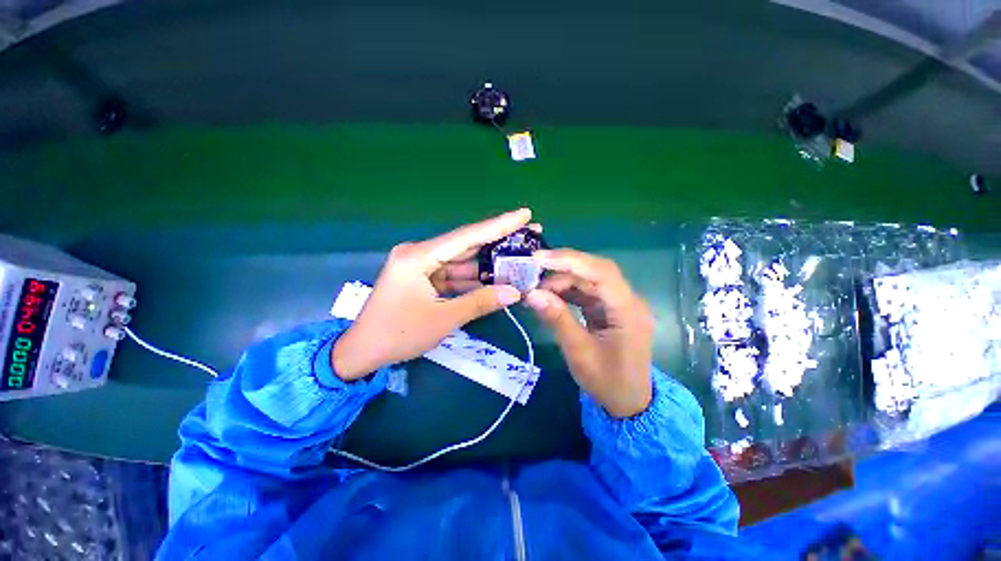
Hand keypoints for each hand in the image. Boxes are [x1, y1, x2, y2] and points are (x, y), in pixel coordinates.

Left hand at [331, 209, 532, 379]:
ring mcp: (422, 266)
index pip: (466, 236)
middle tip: (529, 234)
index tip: (524, 214)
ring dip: (488, 263)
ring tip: (518, 257)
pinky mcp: (424, 278)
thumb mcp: (443, 319)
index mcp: (418, 256)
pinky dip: (474, 278)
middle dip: (498, 241)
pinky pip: (454, 274)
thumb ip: (480, 302)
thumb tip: (515, 292)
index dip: (498, 225)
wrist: (363, 352)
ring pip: (462, 261)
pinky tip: (497, 277)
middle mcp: (420, 254)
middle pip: (466, 245)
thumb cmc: (399, 334)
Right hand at [525, 249, 653, 417]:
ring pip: (588, 281)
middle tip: (532, 273)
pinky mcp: (608, 310)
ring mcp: (618, 304)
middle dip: (562, 269)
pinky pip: (586, 293)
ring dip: (562, 281)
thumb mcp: (579, 353)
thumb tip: (532, 294)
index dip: (570, 261)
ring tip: (536, 289)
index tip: (540, 258)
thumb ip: (557, 319)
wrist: (628, 403)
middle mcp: (627, 300)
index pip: (601, 273)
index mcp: (628, 310)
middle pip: (594, 272)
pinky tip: (549, 296)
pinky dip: (566, 292)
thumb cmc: (608, 382)